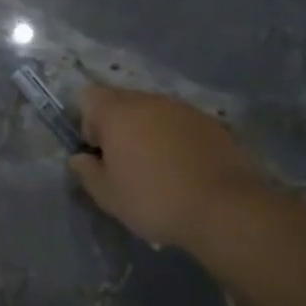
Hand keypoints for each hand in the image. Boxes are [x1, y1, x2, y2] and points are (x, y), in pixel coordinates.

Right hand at [68, 84, 278, 249]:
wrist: (225, 209)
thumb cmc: (154, 200)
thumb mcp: (107, 196)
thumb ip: (86, 172)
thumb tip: (80, 158)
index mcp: (118, 113)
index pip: (90, 97)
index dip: (88, 122)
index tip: (99, 152)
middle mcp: (150, 101)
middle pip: (123, 102)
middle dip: (119, 127)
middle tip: (125, 164)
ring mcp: (184, 109)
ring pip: (154, 113)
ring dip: (149, 133)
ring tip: (158, 169)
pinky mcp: (212, 124)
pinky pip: (181, 125)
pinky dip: (176, 140)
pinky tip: (185, 170)